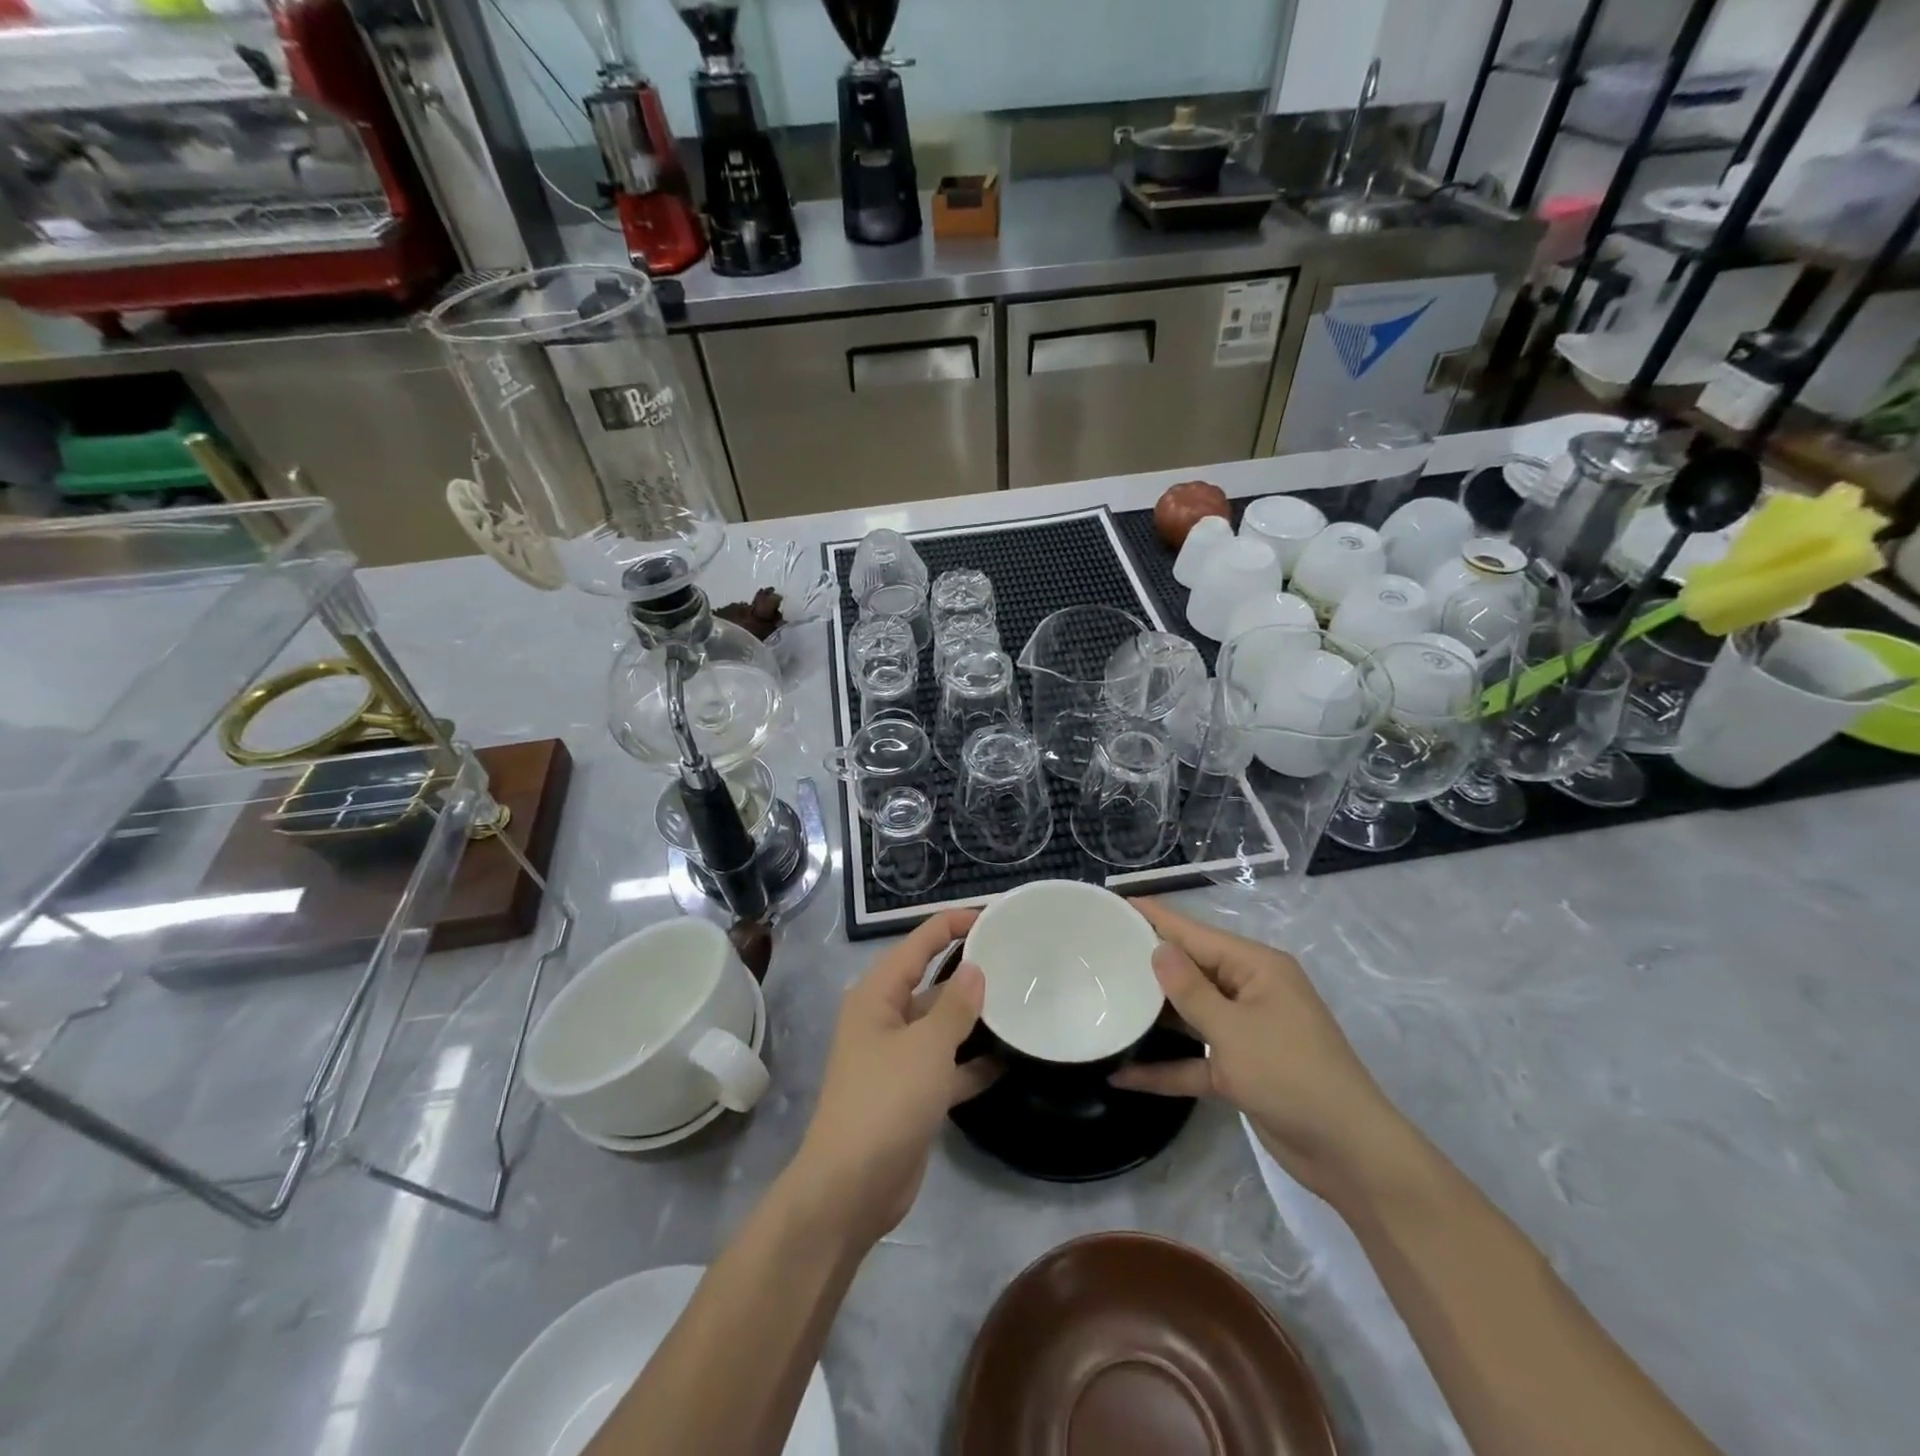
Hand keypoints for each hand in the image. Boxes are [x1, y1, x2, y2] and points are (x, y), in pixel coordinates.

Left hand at [790, 910, 993, 1246]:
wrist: (852, 1188)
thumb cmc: (885, 1101)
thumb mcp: (926, 1047)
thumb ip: (955, 1006)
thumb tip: (975, 968)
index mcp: (877, 995)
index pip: (918, 944)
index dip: (951, 924)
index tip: (993, 916)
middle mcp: (885, 1018)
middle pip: (931, 981)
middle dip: (969, 969)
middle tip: (1017, 957)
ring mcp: (899, 1057)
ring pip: (943, 1024)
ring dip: (976, 1017)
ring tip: (1023, 1000)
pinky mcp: (913, 1092)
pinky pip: (949, 1064)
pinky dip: (975, 1061)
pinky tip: (1012, 1056)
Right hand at [1112, 899, 1413, 1203]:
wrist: (1349, 1154)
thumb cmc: (1292, 1075)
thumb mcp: (1233, 1029)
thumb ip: (1190, 990)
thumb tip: (1157, 949)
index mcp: (1256, 968)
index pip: (1195, 933)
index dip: (1155, 918)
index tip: (1116, 903)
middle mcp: (1250, 991)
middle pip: (1190, 970)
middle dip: (1148, 965)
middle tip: (1097, 953)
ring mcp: (1245, 1031)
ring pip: (1189, 1014)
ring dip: (1153, 1016)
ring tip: (1103, 1001)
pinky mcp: (1240, 1069)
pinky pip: (1194, 1060)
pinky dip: (1165, 1067)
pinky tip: (1123, 1074)